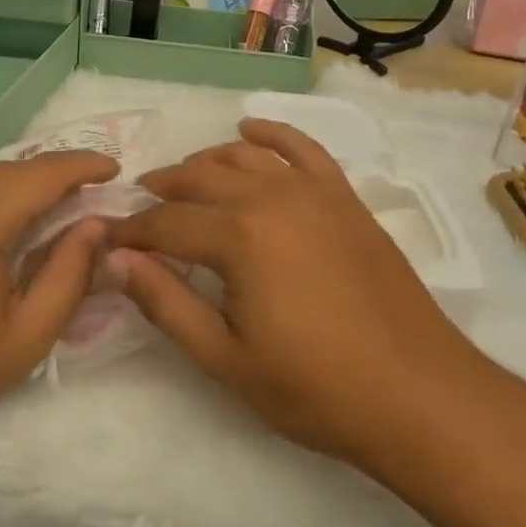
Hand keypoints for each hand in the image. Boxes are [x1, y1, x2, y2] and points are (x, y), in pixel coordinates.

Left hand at [0, 150, 118, 462]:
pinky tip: (6, 223)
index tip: (115, 168)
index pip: (40, 174)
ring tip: (57, 205)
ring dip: (23, 184)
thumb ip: (69, 274)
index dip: (81, 165)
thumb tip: (94, 226)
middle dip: (55, 173)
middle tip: (92, 189)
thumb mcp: (25, 335)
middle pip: (11, 170)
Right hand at [107, 118, 489, 474]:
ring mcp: (312, 191)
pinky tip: (249, 130)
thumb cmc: (315, 387)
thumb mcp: (224, 358)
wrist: (419, 395)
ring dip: (204, 162)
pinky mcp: (343, 197)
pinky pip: (301, 147)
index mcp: (237, 236)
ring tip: (182, 180)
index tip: (106, 240)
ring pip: (242, 155)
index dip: (130, 232)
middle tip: (139, 211)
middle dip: (161, 191)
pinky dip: (271, 132)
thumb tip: (113, 259)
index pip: (164, 224)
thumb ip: (164, 303)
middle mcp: (270, 196)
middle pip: (198, 178)